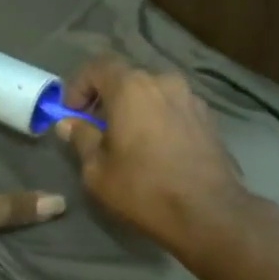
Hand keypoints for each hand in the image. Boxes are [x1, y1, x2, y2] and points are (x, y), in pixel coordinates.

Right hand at [54, 57, 245, 247]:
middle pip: (126, 78)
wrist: (210, 213)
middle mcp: (162, 82)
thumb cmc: (144, 188)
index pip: (97, 66)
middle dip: (106, 98)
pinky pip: (172, 108)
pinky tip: (155, 148)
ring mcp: (190, 98)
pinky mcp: (208, 118)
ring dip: (134, 108)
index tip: (70, 113)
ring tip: (127, 139)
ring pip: (152, 93)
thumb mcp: (97, 170)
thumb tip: (68, 123)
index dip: (78, 86)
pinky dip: (157, 118)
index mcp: (131, 87)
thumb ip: (81, 138)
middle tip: (95, 128)